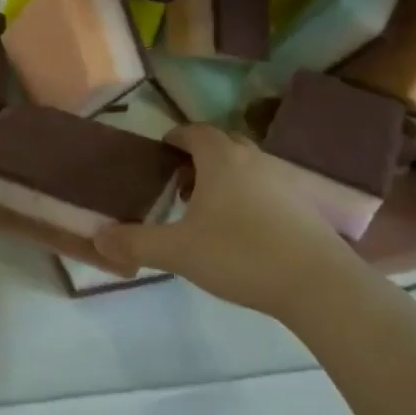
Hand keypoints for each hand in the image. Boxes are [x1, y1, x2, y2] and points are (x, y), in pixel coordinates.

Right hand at [94, 125, 358, 316]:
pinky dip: (248, 197)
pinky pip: (267, 188)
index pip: (195, 131)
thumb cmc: (240, 254)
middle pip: (223, 144)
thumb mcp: (178, 251)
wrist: (317, 283)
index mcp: (222, 159)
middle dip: (199, 158)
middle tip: (180, 184)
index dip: (176, 137)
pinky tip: (242, 232)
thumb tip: (98, 238)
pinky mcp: (304, 206)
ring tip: (207, 210)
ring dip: (224, 178)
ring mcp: (284, 181)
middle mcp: (254, 160)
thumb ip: (135, 242)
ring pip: (247, 167)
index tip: (162, 150)